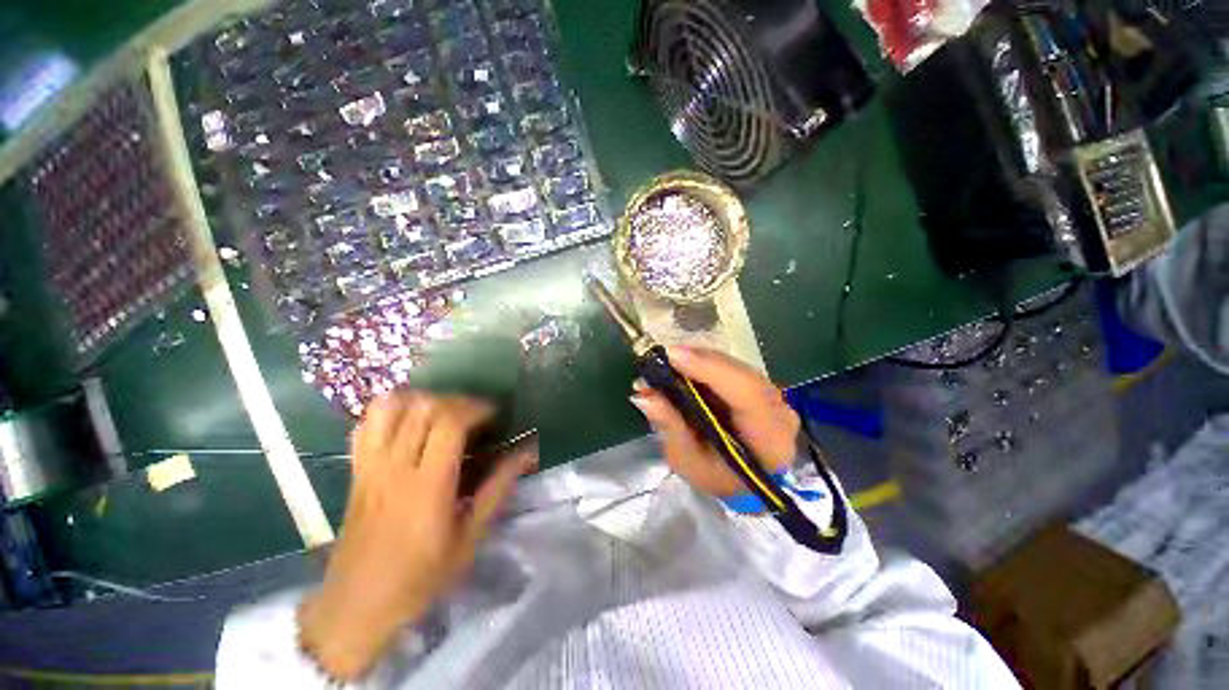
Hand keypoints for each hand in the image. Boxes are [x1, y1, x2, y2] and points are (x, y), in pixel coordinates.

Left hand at [298, 392, 535, 680]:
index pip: (449, 424)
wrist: (355, 606)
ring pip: (389, 408)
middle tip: (474, 414)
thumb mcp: (469, 537)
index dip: (475, 408)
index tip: (493, 415)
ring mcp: (369, 466)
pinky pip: (366, 424)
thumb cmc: (419, 577)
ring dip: (421, 400)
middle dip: (455, 401)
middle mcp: (395, 468)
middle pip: (423, 408)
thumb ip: (498, 488)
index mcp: (427, 486)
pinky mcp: (355, 471)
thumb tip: (527, 453)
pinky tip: (409, 421)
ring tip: (442, 412)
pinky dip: (390, 411)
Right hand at [630, 346, 799, 497]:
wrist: (741, 480)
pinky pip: (733, 367)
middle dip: (700, 361)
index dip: (711, 371)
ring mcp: (774, 396)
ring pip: (737, 366)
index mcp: (770, 440)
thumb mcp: (687, 461)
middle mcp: (780, 412)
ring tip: (669, 360)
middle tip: (664, 357)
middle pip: (742, 374)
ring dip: (701, 359)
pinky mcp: (761, 386)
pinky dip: (707, 362)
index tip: (674, 356)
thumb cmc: (715, 476)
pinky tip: (685, 363)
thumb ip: (670, 427)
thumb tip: (645, 395)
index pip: (747, 395)